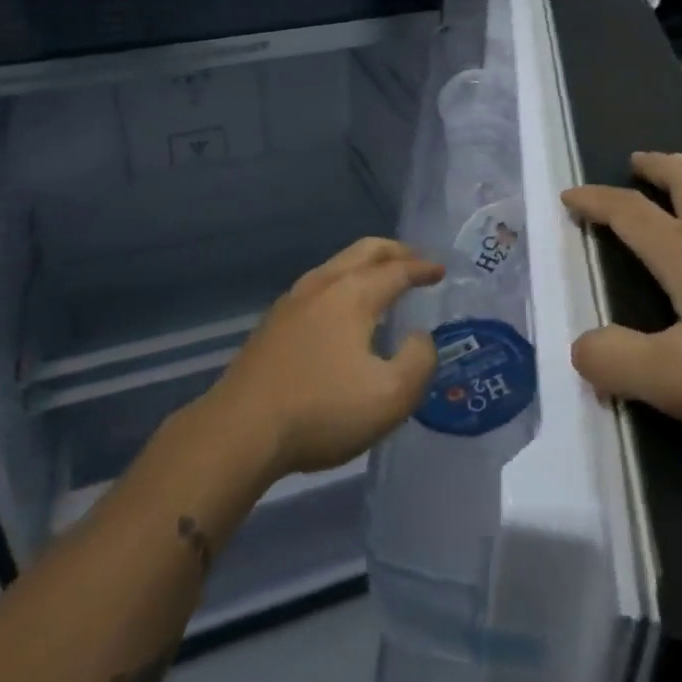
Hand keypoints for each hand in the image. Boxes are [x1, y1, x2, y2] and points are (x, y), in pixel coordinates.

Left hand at [204, 238, 443, 479]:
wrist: (241, 430)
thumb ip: (419, 361)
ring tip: (382, 281)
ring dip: (365, 265)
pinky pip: (319, 285)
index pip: (396, 270)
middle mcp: (321, 285)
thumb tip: (420, 337)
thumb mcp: (391, 397)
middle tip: (416, 260)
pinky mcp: (273, 323)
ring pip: (336, 265)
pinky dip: (343, 283)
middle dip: (394, 251)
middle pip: (363, 251)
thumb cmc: (321, 412)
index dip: (422, 268)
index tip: (440, 270)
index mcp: (352, 294)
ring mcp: (291, 301)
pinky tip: (343, 311)